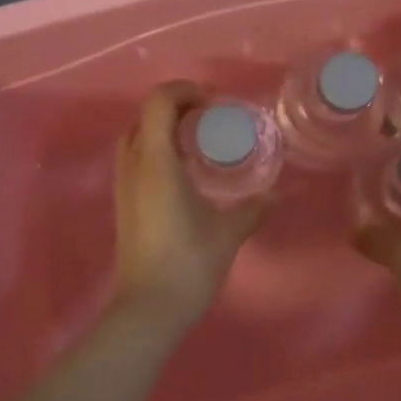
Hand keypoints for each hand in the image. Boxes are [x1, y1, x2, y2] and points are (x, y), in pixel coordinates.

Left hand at [108, 82, 272, 329]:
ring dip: (163, 129)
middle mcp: (134, 166)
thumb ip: (253, 209)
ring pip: (136, 137)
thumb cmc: (189, 263)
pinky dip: (156, 150)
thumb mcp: (228, 233)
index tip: (213, 105)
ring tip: (197, 144)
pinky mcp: (123, 204)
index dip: (184, 91)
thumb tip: (277, 195)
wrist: (148, 309)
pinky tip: (184, 173)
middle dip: (175, 108)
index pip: (158, 102)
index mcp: (156, 162)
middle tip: (208, 121)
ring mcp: (123, 185)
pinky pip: (135, 159)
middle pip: (145, 115)